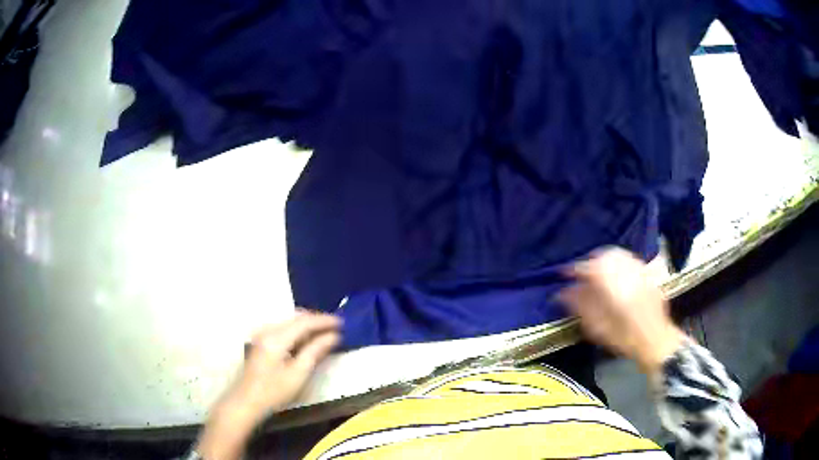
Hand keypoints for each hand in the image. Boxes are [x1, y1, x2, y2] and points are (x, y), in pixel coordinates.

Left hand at [196, 310, 340, 459]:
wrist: (246, 401)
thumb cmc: (274, 391)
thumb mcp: (299, 374)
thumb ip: (315, 351)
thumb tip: (333, 336)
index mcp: (276, 337)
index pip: (304, 322)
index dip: (324, 321)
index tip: (342, 323)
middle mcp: (268, 330)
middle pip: (296, 318)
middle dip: (316, 320)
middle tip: (336, 327)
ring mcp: (262, 335)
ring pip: (289, 322)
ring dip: (307, 325)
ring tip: (324, 332)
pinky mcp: (260, 341)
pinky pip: (283, 328)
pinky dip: (297, 330)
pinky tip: (306, 339)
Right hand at [558, 247, 684, 373]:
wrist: (655, 340)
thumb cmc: (624, 338)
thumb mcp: (597, 327)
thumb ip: (581, 306)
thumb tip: (564, 292)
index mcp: (612, 284)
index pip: (589, 267)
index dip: (574, 269)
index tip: (565, 275)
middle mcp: (627, 271)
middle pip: (605, 255)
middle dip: (592, 260)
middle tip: (583, 273)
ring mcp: (640, 270)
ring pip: (619, 254)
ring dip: (606, 259)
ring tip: (599, 271)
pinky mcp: (648, 274)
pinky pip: (631, 259)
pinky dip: (620, 262)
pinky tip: (618, 273)